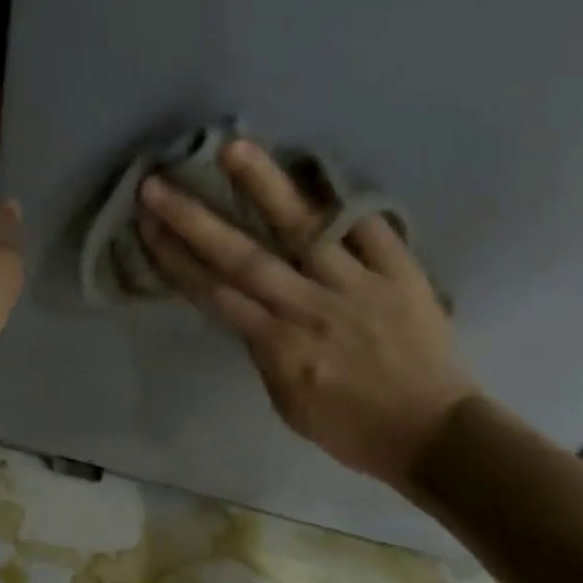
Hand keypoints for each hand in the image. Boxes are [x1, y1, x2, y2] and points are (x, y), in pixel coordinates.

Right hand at [136, 140, 474, 486]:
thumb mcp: (288, 404)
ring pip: (303, 229)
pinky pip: (368, 227)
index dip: (177, 258)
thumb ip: (263, 350)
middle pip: (244, 258)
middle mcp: (310, 309)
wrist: (436, 435)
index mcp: (281, 348)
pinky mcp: (399, 272)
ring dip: (264, 187)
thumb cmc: (353, 427)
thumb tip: (246, 303)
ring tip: (232, 147)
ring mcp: (357, 286)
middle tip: (157, 183)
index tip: (146, 224)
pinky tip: (312, 163)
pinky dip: (341, 196)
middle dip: (195, 219)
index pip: (217, 294)